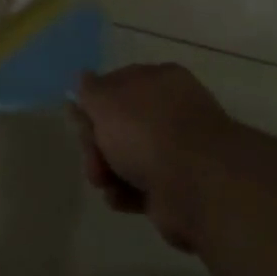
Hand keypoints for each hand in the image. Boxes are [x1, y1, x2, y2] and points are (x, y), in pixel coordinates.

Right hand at [73, 63, 239, 252]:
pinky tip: (119, 198)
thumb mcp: (106, 101)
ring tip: (103, 182)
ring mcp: (177, 152)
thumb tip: (84, 77)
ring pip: (127, 157)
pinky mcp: (178, 188)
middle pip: (119, 125)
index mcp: (160, 81)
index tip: (79, 120)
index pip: (118, 84)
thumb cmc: (147, 131)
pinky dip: (126, 193)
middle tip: (92, 157)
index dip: (95, 102)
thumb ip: (90, 90)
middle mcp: (171, 112)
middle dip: (97, 143)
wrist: (197, 186)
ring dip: (108, 171)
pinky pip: (141, 187)